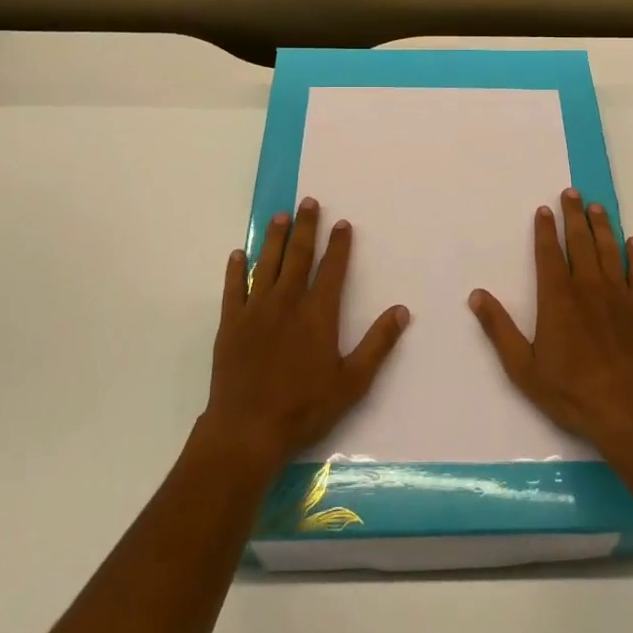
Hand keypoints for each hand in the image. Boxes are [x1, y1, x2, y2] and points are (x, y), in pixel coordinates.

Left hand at [200, 197, 409, 474]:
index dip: (339, 245)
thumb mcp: (352, 382)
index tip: (342, 223)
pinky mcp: (231, 324)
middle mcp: (287, 303)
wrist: (247, 430)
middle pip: (298, 256)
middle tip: (308, 201)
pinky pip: (233, 288)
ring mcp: (255, 311)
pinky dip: (236, 270)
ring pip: (266, 264)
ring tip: (279, 216)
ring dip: (274, 238)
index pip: (332, 269)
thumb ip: (377, 344)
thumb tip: (402, 311)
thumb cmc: (304, 408)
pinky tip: (238, 255)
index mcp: (318, 314)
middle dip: (305, 227)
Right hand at [469, 187, 632, 461]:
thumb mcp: (523, 367)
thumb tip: (476, 295)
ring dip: (602, 226)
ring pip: (609, 250)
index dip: (545, 230)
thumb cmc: (570, 391)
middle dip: (574, 216)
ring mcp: (619, 296)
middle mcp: (588, 287)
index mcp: (557, 298)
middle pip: (580, 242)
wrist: (628, 411)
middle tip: (572, 192)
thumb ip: (499, 329)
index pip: (549, 254)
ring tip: (597, 207)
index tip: (544, 209)